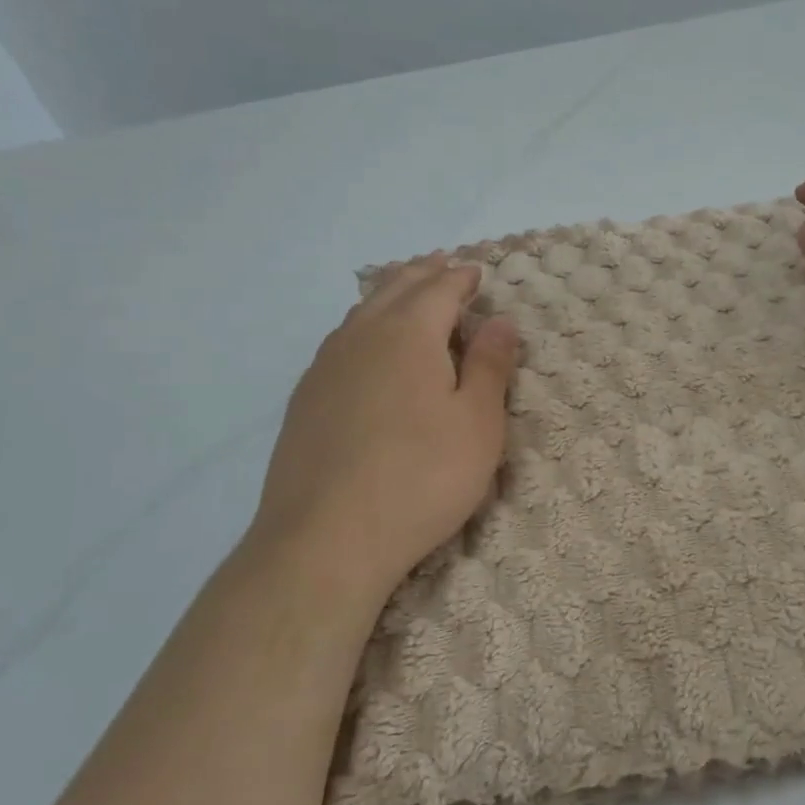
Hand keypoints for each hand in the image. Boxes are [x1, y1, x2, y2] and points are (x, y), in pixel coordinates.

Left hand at [246, 254, 520, 607]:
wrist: (326, 539)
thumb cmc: (421, 478)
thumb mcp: (477, 424)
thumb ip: (489, 366)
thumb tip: (500, 320)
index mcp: (408, 334)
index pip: (439, 290)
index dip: (461, 278)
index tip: (475, 272)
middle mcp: (361, 337)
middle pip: (394, 290)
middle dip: (422, 274)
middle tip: (441, 265)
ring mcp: (325, 368)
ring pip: (360, 312)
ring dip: (389, 295)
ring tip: (405, 293)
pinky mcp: (305, 400)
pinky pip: (340, 341)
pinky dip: (362, 326)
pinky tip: (364, 346)